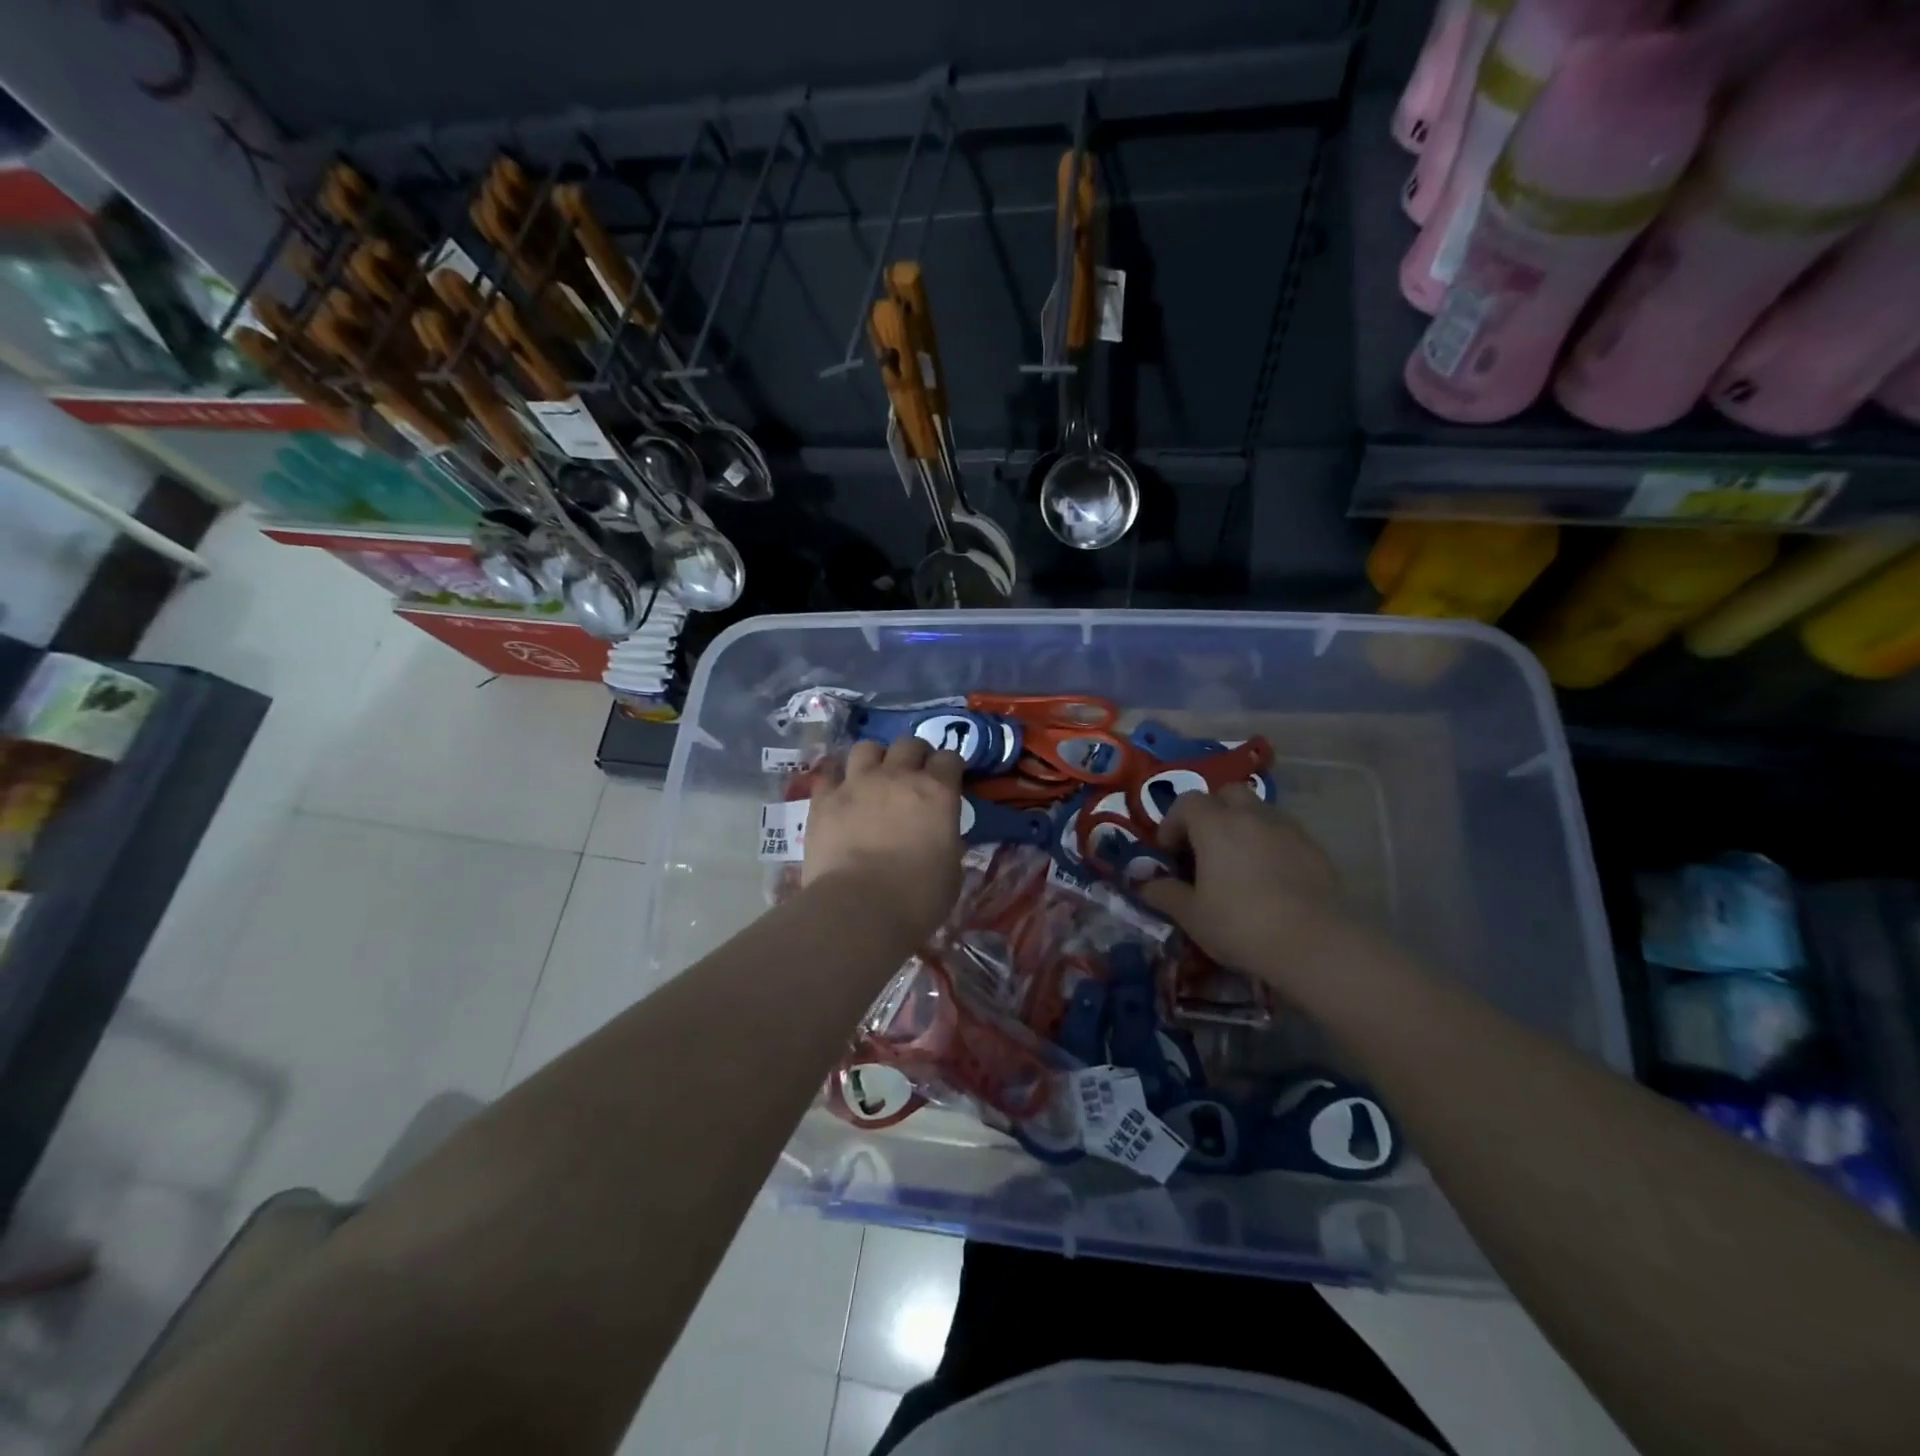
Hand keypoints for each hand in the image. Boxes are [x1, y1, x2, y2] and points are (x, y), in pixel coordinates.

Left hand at [804, 737, 965, 945]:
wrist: (859, 908)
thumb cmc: (918, 897)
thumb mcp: (951, 869)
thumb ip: (946, 839)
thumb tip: (939, 834)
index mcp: (937, 791)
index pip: (950, 758)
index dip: (949, 768)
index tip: (948, 781)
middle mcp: (897, 776)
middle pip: (909, 744)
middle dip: (915, 755)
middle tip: (913, 776)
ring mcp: (857, 783)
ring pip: (866, 748)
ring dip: (874, 759)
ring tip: (874, 778)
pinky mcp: (824, 799)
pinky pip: (829, 776)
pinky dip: (837, 783)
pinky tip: (840, 797)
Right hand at [1138, 786, 1356, 989]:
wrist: (1315, 944)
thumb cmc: (1240, 924)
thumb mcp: (1191, 915)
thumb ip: (1163, 893)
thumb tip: (1143, 883)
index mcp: (1215, 824)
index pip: (1186, 803)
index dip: (1172, 824)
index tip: (1169, 853)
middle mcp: (1251, 815)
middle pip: (1227, 794)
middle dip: (1212, 813)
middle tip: (1204, 847)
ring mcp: (1288, 829)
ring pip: (1258, 811)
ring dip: (1242, 826)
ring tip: (1238, 863)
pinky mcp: (1315, 849)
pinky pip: (1284, 833)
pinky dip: (1270, 844)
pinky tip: (1269, 879)